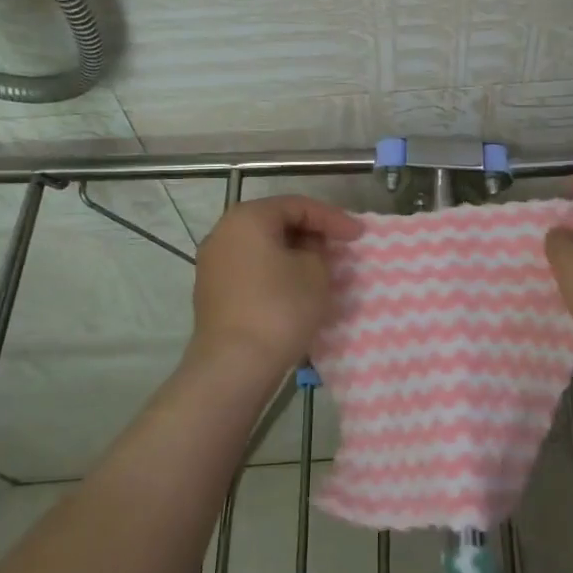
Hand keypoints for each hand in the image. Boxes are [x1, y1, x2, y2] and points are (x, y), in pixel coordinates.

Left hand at [189, 195, 362, 371]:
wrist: (234, 365)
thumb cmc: (280, 308)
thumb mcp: (315, 272)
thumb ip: (318, 249)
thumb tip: (309, 248)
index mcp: (247, 218)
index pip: (297, 206)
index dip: (332, 218)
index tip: (359, 236)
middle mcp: (223, 233)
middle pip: (276, 223)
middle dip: (311, 233)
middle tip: (340, 248)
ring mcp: (213, 264)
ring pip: (263, 247)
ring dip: (294, 254)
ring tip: (322, 268)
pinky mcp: (213, 292)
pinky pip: (251, 269)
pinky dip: (276, 271)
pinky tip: (297, 288)